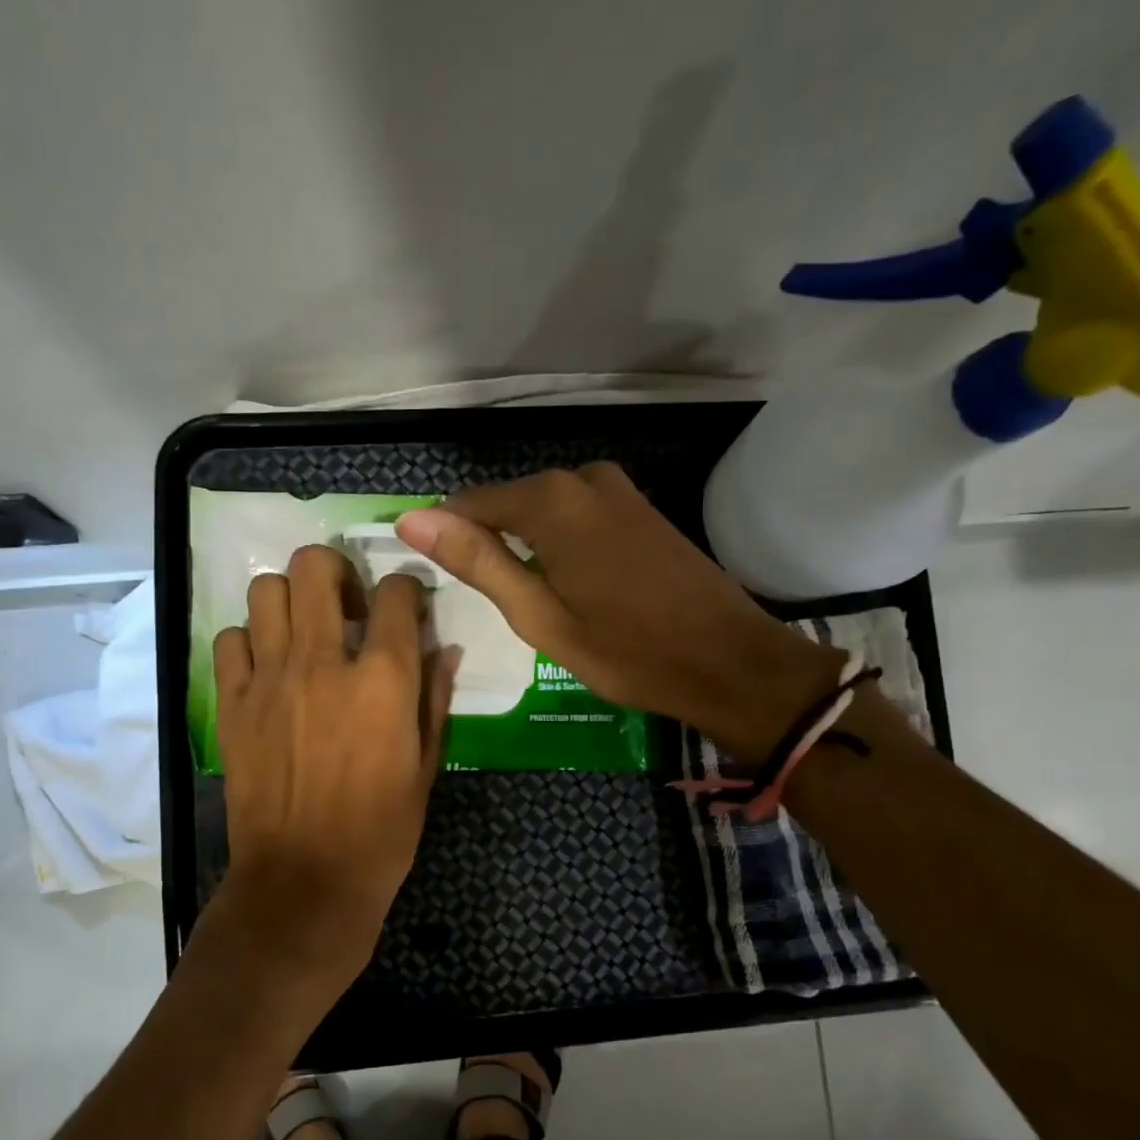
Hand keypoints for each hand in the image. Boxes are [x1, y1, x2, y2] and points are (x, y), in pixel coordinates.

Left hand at [207, 544, 455, 996]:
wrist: (304, 882)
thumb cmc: (381, 831)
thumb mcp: (426, 767)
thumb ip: (435, 698)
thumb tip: (445, 650)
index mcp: (383, 679)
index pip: (397, 593)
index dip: (406, 590)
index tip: (405, 607)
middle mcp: (323, 662)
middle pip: (315, 566)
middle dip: (336, 570)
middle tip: (345, 603)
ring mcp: (270, 679)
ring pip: (266, 590)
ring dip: (289, 599)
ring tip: (303, 630)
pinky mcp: (232, 703)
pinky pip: (230, 639)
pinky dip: (249, 641)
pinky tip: (267, 668)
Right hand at [394, 463, 835, 761]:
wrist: (728, 661)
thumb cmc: (627, 650)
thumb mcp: (539, 616)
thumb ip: (476, 561)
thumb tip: (411, 519)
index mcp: (551, 501)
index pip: (469, 504)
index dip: (448, 540)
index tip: (443, 583)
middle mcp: (582, 478)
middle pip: (508, 503)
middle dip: (490, 545)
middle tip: (497, 606)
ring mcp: (617, 489)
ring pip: (542, 510)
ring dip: (526, 548)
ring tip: (532, 602)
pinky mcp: (639, 507)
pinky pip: (576, 514)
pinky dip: (559, 544)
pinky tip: (569, 585)